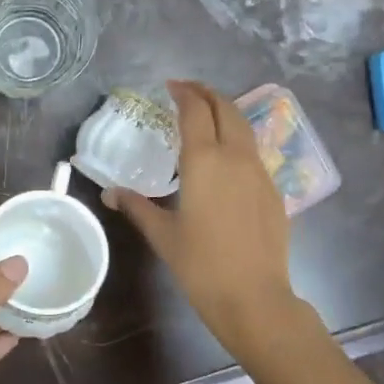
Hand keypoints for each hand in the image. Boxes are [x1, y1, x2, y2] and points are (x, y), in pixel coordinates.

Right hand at [105, 80, 308, 358]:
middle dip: (207, 93)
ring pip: (244, 127)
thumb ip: (137, 207)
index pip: (195, 110)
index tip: (171, 86)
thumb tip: (110, 193)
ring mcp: (259, 172)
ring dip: (225, 112)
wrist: (254, 297)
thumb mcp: (163, 234)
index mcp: (204, 160)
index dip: (183, 93)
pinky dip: (238, 139)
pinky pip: (253, 151)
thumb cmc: (201, 265)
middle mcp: (235, 156)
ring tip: (207, 116)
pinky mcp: (273, 190)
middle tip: (188, 91)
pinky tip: (227, 157)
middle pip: (226, 108)